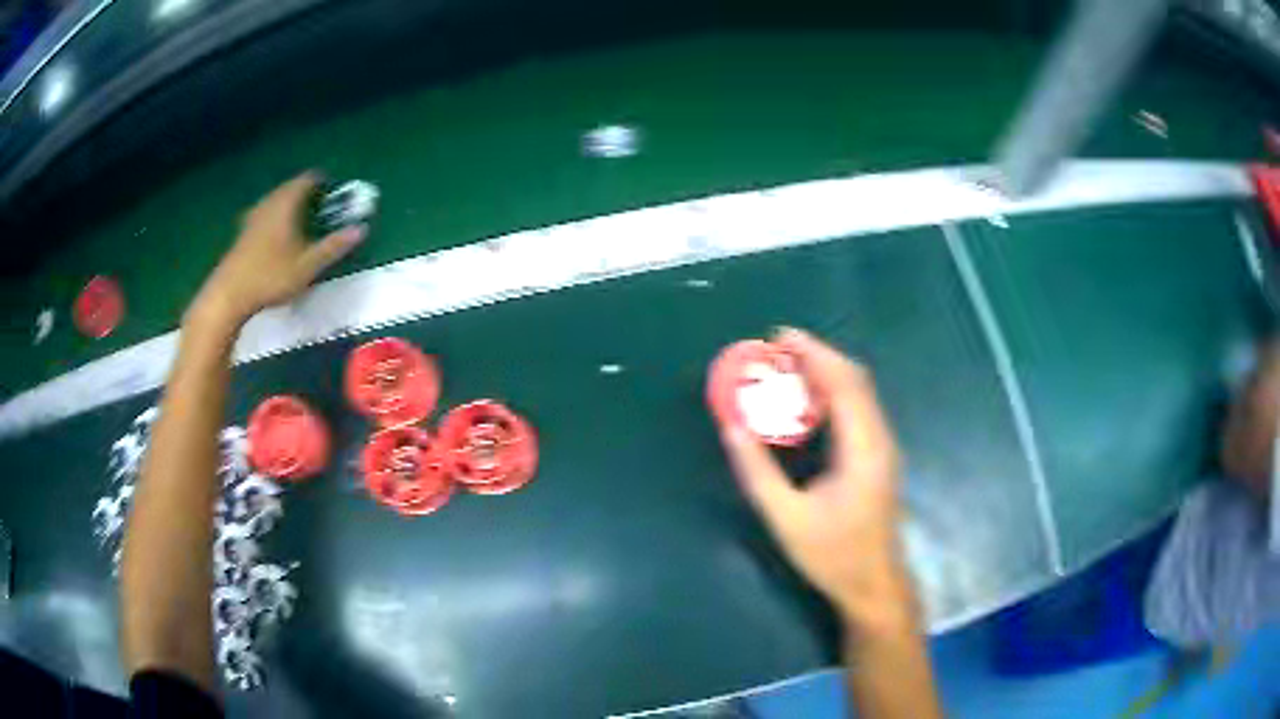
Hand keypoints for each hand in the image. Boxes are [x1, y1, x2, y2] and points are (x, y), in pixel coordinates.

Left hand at [190, 171, 365, 327]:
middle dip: (307, 195)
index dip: (323, 183)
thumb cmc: (270, 277)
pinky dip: (276, 219)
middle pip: (291, 188)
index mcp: (286, 203)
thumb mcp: (307, 265)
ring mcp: (253, 217)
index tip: (335, 194)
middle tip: (322, 209)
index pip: (308, 179)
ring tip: (302, 223)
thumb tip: (361, 229)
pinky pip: (265, 215)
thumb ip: (333, 246)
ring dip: (290, 207)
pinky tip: (279, 238)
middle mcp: (269, 203)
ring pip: (276, 201)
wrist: (228, 296)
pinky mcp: (243, 233)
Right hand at [718, 328, 915, 629]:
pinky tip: (809, 402)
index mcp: (862, 449)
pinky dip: (834, 392)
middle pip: (855, 379)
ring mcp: (884, 447)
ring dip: (826, 372)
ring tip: (788, 367)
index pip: (843, 383)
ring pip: (860, 392)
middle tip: (777, 349)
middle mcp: (880, 439)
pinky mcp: (880, 456)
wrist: (873, 583)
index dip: (814, 353)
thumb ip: (757, 472)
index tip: (780, 337)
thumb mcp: (786, 518)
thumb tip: (732, 428)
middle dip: (818, 356)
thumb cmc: (832, 555)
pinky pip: (859, 408)